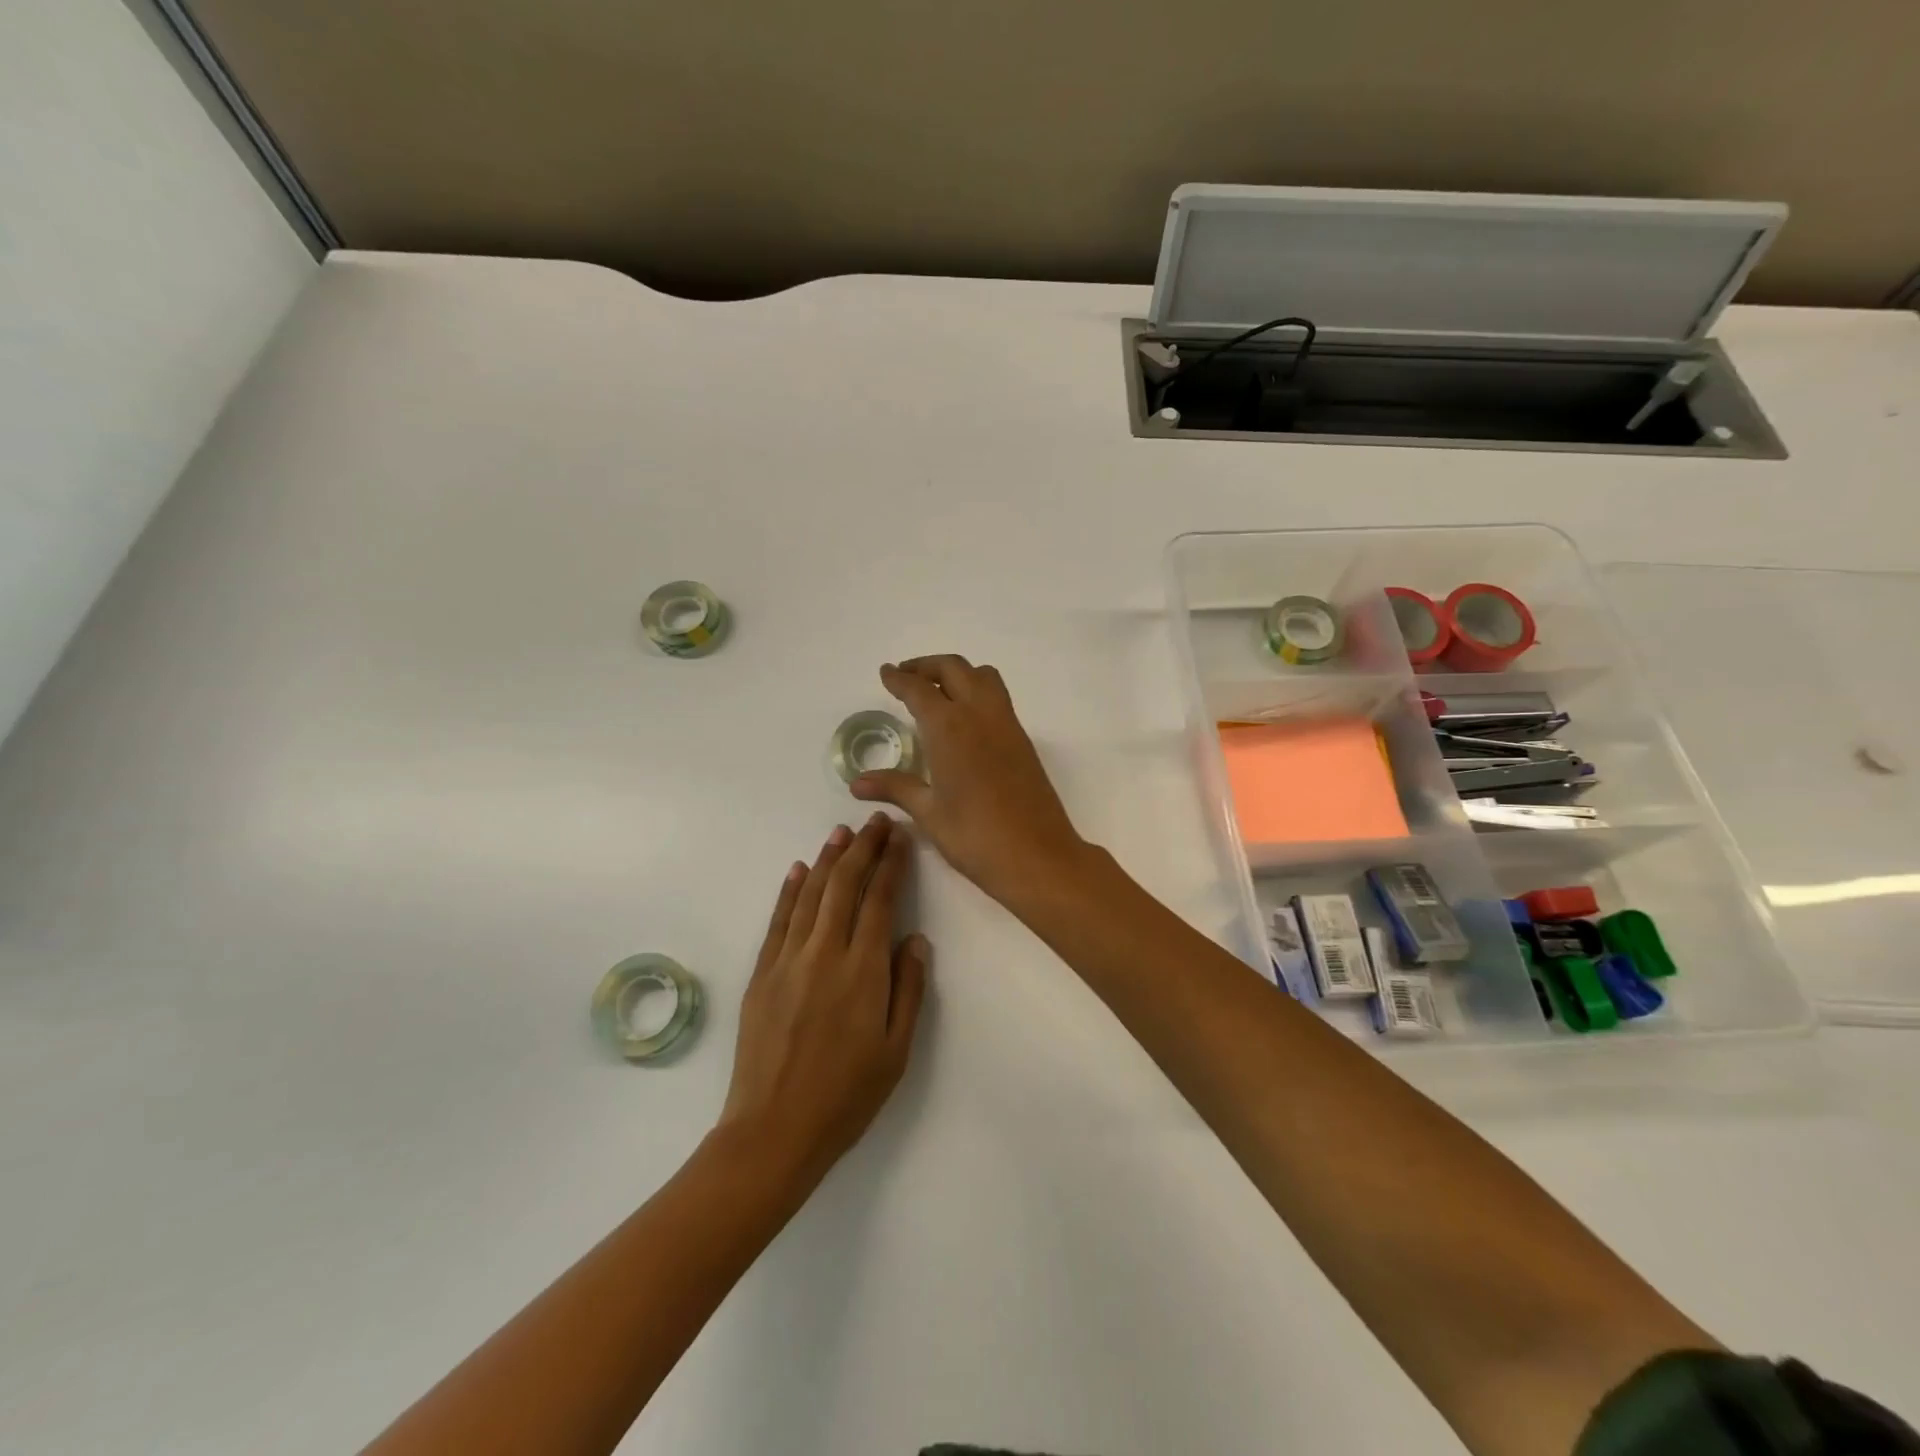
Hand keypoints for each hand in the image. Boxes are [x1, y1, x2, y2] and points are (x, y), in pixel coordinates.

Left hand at [718, 815, 928, 1180]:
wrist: (773, 1130)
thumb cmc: (846, 1096)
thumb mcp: (896, 1050)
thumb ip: (908, 989)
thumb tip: (915, 939)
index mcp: (863, 971)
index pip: (880, 901)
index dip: (891, 865)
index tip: (900, 838)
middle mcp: (825, 954)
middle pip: (845, 887)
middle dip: (863, 849)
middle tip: (876, 821)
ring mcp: (787, 960)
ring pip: (811, 895)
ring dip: (828, 859)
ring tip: (842, 832)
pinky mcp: (761, 973)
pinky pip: (778, 921)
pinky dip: (789, 891)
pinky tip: (799, 870)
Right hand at [850, 656, 1089, 910]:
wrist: (1037, 856)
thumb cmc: (975, 836)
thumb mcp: (929, 812)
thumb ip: (895, 787)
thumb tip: (858, 782)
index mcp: (949, 727)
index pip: (918, 689)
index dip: (899, 678)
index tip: (886, 672)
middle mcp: (979, 714)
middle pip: (953, 669)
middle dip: (926, 666)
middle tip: (906, 677)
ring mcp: (1006, 723)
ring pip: (982, 676)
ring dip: (957, 673)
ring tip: (937, 691)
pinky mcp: (1022, 739)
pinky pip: (997, 697)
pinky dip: (976, 691)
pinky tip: (964, 720)